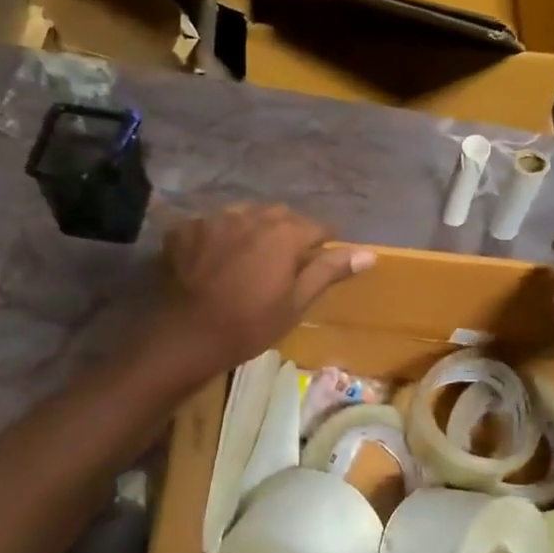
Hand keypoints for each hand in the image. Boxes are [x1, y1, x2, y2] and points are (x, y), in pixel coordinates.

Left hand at [148, 205, 374, 384]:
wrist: (185, 337)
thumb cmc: (249, 325)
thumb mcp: (296, 303)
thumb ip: (328, 271)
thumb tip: (368, 253)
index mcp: (283, 233)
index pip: (317, 227)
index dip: (323, 244)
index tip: (320, 263)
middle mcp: (250, 215)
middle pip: (280, 216)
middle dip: (288, 233)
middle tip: (285, 264)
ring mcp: (213, 219)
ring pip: (245, 216)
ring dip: (253, 231)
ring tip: (249, 259)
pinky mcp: (185, 229)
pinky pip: (212, 225)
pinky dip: (219, 238)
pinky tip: (214, 263)